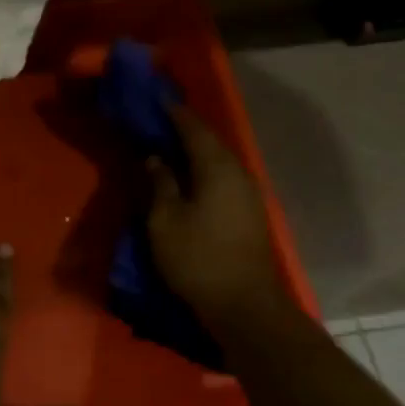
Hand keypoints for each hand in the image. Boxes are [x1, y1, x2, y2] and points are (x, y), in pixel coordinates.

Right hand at [146, 104, 289, 323]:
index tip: (157, 99)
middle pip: (211, 143)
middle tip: (160, 121)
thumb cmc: (198, 258)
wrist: (244, 306)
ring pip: (219, 162)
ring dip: (195, 152)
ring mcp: (248, 195)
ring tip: (170, 147)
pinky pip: (223, 179)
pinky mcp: (249, 214)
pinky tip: (188, 178)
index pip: (194, 129)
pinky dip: (204, 171)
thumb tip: (155, 158)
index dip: (174, 113)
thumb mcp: (165, 220)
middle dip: (186, 130)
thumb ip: (160, 183)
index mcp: (217, 168)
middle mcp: (238, 174)